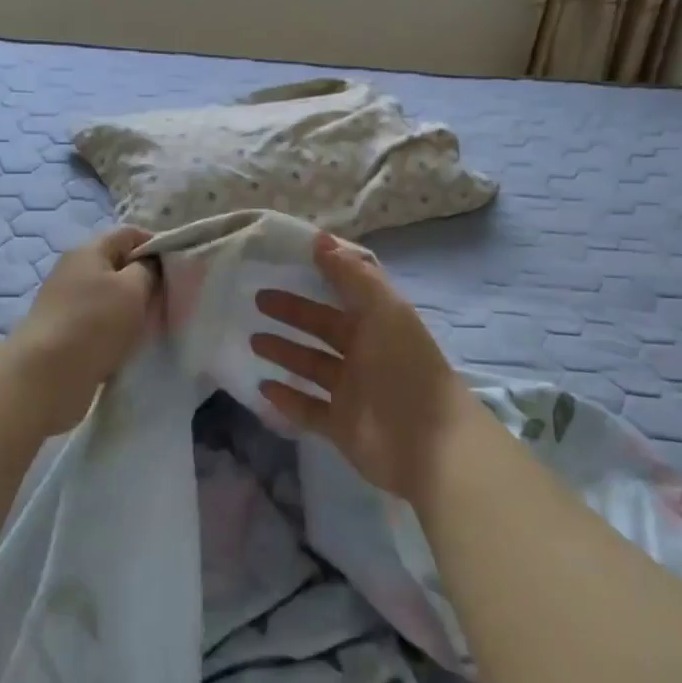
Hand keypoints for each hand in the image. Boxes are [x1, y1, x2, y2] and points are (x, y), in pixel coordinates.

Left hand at [9, 226, 157, 431]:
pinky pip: (98, 320)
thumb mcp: (133, 289)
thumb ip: (148, 269)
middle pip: (118, 264)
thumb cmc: (95, 323)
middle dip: (144, 278)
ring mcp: (65, 301)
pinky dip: (115, 328)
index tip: (177, 266)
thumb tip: (149, 264)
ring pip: (109, 295)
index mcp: (88, 250)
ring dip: (130, 307)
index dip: (156, 244)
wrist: (46, 376)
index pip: (128, 233)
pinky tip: (127, 343)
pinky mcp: (63, 330)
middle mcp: (73, 269)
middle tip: (167, 298)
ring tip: (150, 324)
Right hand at [250, 232, 483, 502]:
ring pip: (311, 366)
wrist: (428, 444)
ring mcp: (352, 392)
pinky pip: (308, 409)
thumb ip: (352, 275)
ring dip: (284, 352)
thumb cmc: (405, 366)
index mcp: (379, 324)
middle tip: (258, 300)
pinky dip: (287, 398)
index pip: (345, 293)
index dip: (320, 277)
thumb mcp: (384, 310)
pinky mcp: (341, 426)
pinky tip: (262, 386)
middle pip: (323, 328)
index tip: (286, 264)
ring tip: (252, 341)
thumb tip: (320, 238)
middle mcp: (365, 354)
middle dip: (292, 313)